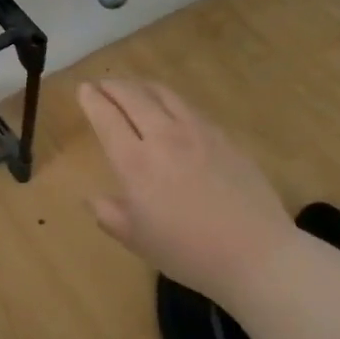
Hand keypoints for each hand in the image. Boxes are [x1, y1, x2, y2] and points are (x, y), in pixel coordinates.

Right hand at [77, 79, 295, 298]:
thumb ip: (109, 214)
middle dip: (113, 86)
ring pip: (163, 94)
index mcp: (135, 162)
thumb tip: (93, 198)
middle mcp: (164, 137)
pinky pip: (189, 107)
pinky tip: (171, 110)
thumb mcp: (136, 240)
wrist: (255, 254)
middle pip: (133, 96)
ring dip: (141, 86)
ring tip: (133, 89)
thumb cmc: (188, 252)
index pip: (107, 117)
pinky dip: (169, 100)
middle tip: (103, 85)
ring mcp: (198, 132)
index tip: (84, 90)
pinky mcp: (224, 136)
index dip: (92, 99)